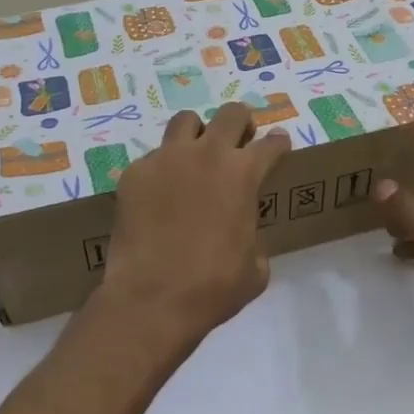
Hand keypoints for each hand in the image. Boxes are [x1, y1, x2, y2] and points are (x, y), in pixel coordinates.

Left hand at [99, 103, 291, 359]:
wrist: (152, 299)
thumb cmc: (214, 287)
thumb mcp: (256, 267)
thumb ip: (255, 235)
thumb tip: (244, 232)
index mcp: (244, 174)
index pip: (271, 143)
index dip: (279, 143)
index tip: (278, 144)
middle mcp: (207, 154)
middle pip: (231, 114)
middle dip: (241, 123)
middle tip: (240, 140)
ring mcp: (166, 159)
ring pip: (186, 121)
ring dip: (197, 133)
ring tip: (195, 155)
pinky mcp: (134, 173)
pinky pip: (153, 157)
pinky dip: (163, 169)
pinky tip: (160, 194)